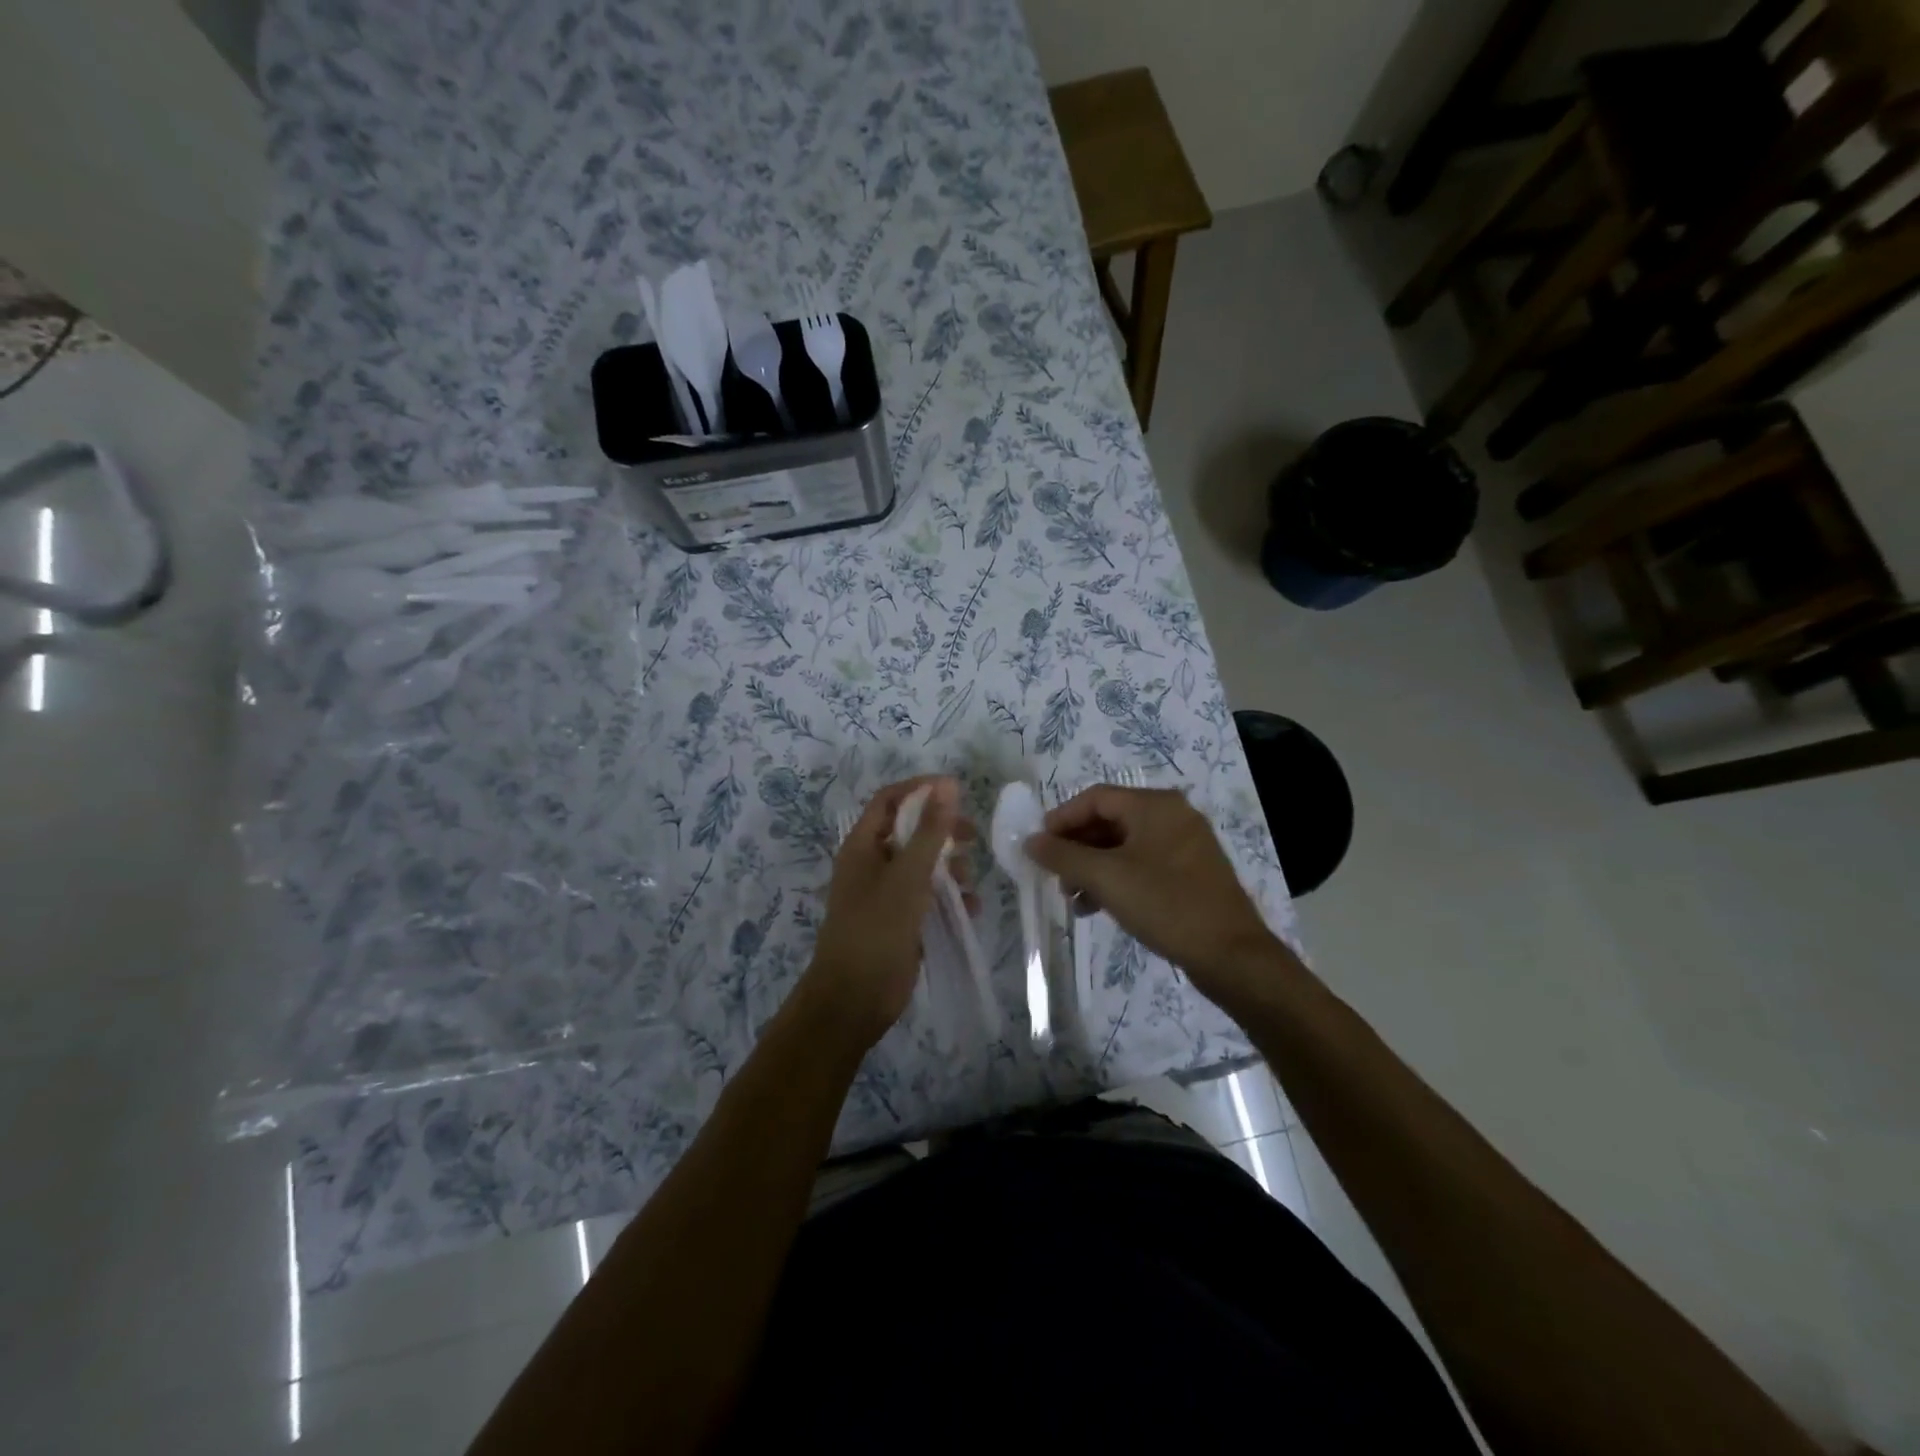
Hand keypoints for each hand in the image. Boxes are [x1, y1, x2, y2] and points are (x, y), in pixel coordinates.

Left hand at [804, 775, 972, 1049]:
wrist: (854, 1000)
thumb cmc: (876, 930)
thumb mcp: (907, 876)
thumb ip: (929, 831)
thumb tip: (948, 785)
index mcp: (862, 846)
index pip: (889, 800)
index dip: (920, 789)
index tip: (957, 790)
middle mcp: (872, 864)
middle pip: (909, 830)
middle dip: (941, 830)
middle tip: (972, 836)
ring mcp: (885, 894)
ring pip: (922, 865)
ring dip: (948, 866)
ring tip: (968, 879)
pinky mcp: (900, 920)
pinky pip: (927, 896)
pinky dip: (948, 897)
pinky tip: (970, 907)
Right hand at [1025, 785, 1280, 1003]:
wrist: (1231, 955)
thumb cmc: (1165, 904)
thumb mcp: (1106, 878)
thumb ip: (1063, 856)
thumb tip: (1030, 841)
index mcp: (1155, 805)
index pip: (1095, 798)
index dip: (1062, 819)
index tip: (1039, 845)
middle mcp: (1172, 815)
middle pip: (1110, 820)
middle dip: (1077, 847)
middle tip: (1054, 875)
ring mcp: (1185, 845)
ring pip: (1124, 846)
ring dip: (1093, 867)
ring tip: (1071, 898)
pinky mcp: (1190, 873)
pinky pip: (1143, 864)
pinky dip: (1116, 879)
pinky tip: (1097, 907)